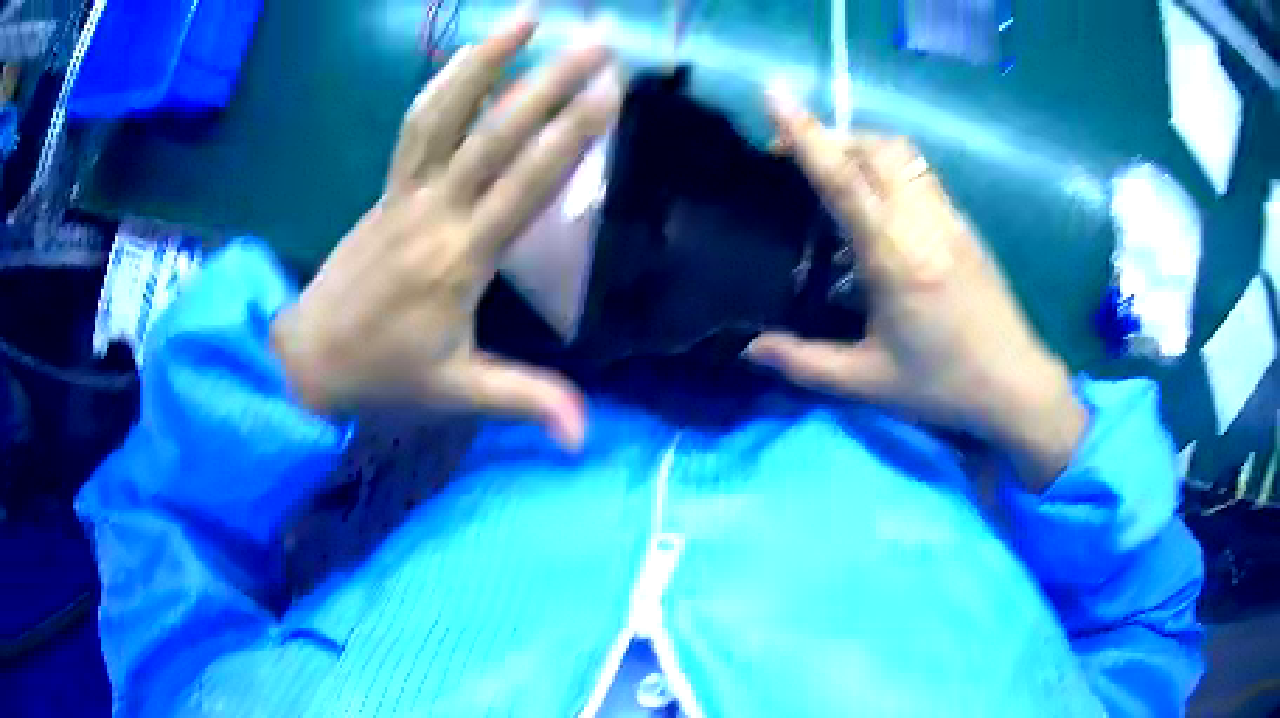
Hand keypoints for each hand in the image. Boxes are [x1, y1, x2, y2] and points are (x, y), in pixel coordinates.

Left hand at [270, 18, 623, 449]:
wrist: (309, 356)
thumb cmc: (384, 374)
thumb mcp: (456, 392)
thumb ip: (523, 401)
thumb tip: (585, 438)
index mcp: (459, 260)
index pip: (525, 184)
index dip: (569, 135)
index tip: (608, 92)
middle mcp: (433, 212)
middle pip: (493, 134)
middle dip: (548, 82)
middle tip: (597, 42)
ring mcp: (403, 192)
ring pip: (443, 113)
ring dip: (485, 60)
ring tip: (527, 17)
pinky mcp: (386, 187)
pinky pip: (416, 124)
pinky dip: (444, 83)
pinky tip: (471, 53)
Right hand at [744, 91, 1086, 490]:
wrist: (1015, 386)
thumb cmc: (942, 386)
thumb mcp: (867, 382)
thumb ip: (803, 363)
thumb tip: (748, 349)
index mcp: (894, 257)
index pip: (843, 179)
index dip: (805, 133)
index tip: (774, 94)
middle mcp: (922, 223)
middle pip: (874, 147)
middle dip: (829, 135)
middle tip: (792, 157)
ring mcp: (948, 218)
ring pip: (901, 152)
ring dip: (860, 145)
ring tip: (833, 171)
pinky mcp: (963, 224)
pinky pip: (920, 173)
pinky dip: (888, 165)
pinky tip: (877, 202)